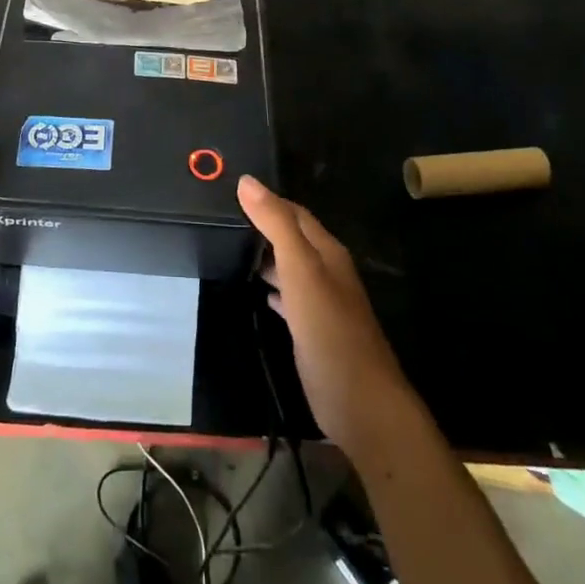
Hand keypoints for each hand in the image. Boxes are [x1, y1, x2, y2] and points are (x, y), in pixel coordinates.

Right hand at [238, 176, 415, 456]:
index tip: (232, 192)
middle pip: (294, 239)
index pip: (295, 213)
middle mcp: (327, 272)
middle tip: (225, 219)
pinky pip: (291, 299)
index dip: (268, 200)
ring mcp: (322, 304)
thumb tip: (247, 181)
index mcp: (327, 252)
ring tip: (232, 251)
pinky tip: (259, 292)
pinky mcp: (314, 332)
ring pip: (291, 269)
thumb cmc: (329, 330)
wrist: (360, 403)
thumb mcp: (300, 270)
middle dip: (264, 227)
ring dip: (267, 258)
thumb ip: (276, 225)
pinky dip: (274, 289)